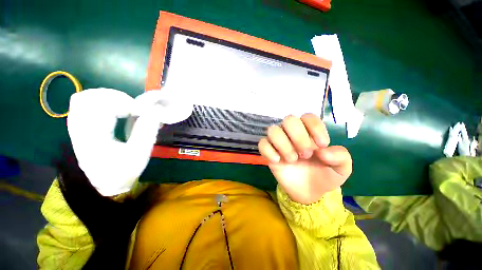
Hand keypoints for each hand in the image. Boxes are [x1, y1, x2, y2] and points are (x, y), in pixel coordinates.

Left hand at [67, 88, 192, 195]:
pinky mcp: (79, 126)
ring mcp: (76, 126)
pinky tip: (113, 110)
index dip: (126, 104)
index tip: (142, 112)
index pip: (103, 107)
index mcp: (93, 137)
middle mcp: (80, 129)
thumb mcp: (139, 155)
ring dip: (107, 97)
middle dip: (117, 98)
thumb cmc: (122, 171)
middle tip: (134, 108)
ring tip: (125, 106)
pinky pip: (82, 104)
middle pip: (90, 97)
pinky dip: (99, 101)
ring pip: (84, 98)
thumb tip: (156, 111)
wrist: (103, 184)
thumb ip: (147, 131)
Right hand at [258, 114, 351, 203]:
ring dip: (284, 145)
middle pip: (289, 120)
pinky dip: (268, 151)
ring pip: (273, 130)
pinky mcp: (268, 152)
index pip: (308, 117)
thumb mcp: (341, 169)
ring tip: (292, 160)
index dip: (314, 127)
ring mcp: (279, 142)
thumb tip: (322, 151)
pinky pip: (262, 144)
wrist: (309, 192)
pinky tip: (277, 161)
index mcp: (310, 132)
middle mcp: (292, 133)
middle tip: (306, 154)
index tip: (322, 145)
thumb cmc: (324, 175)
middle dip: (298, 137)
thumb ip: (340, 157)